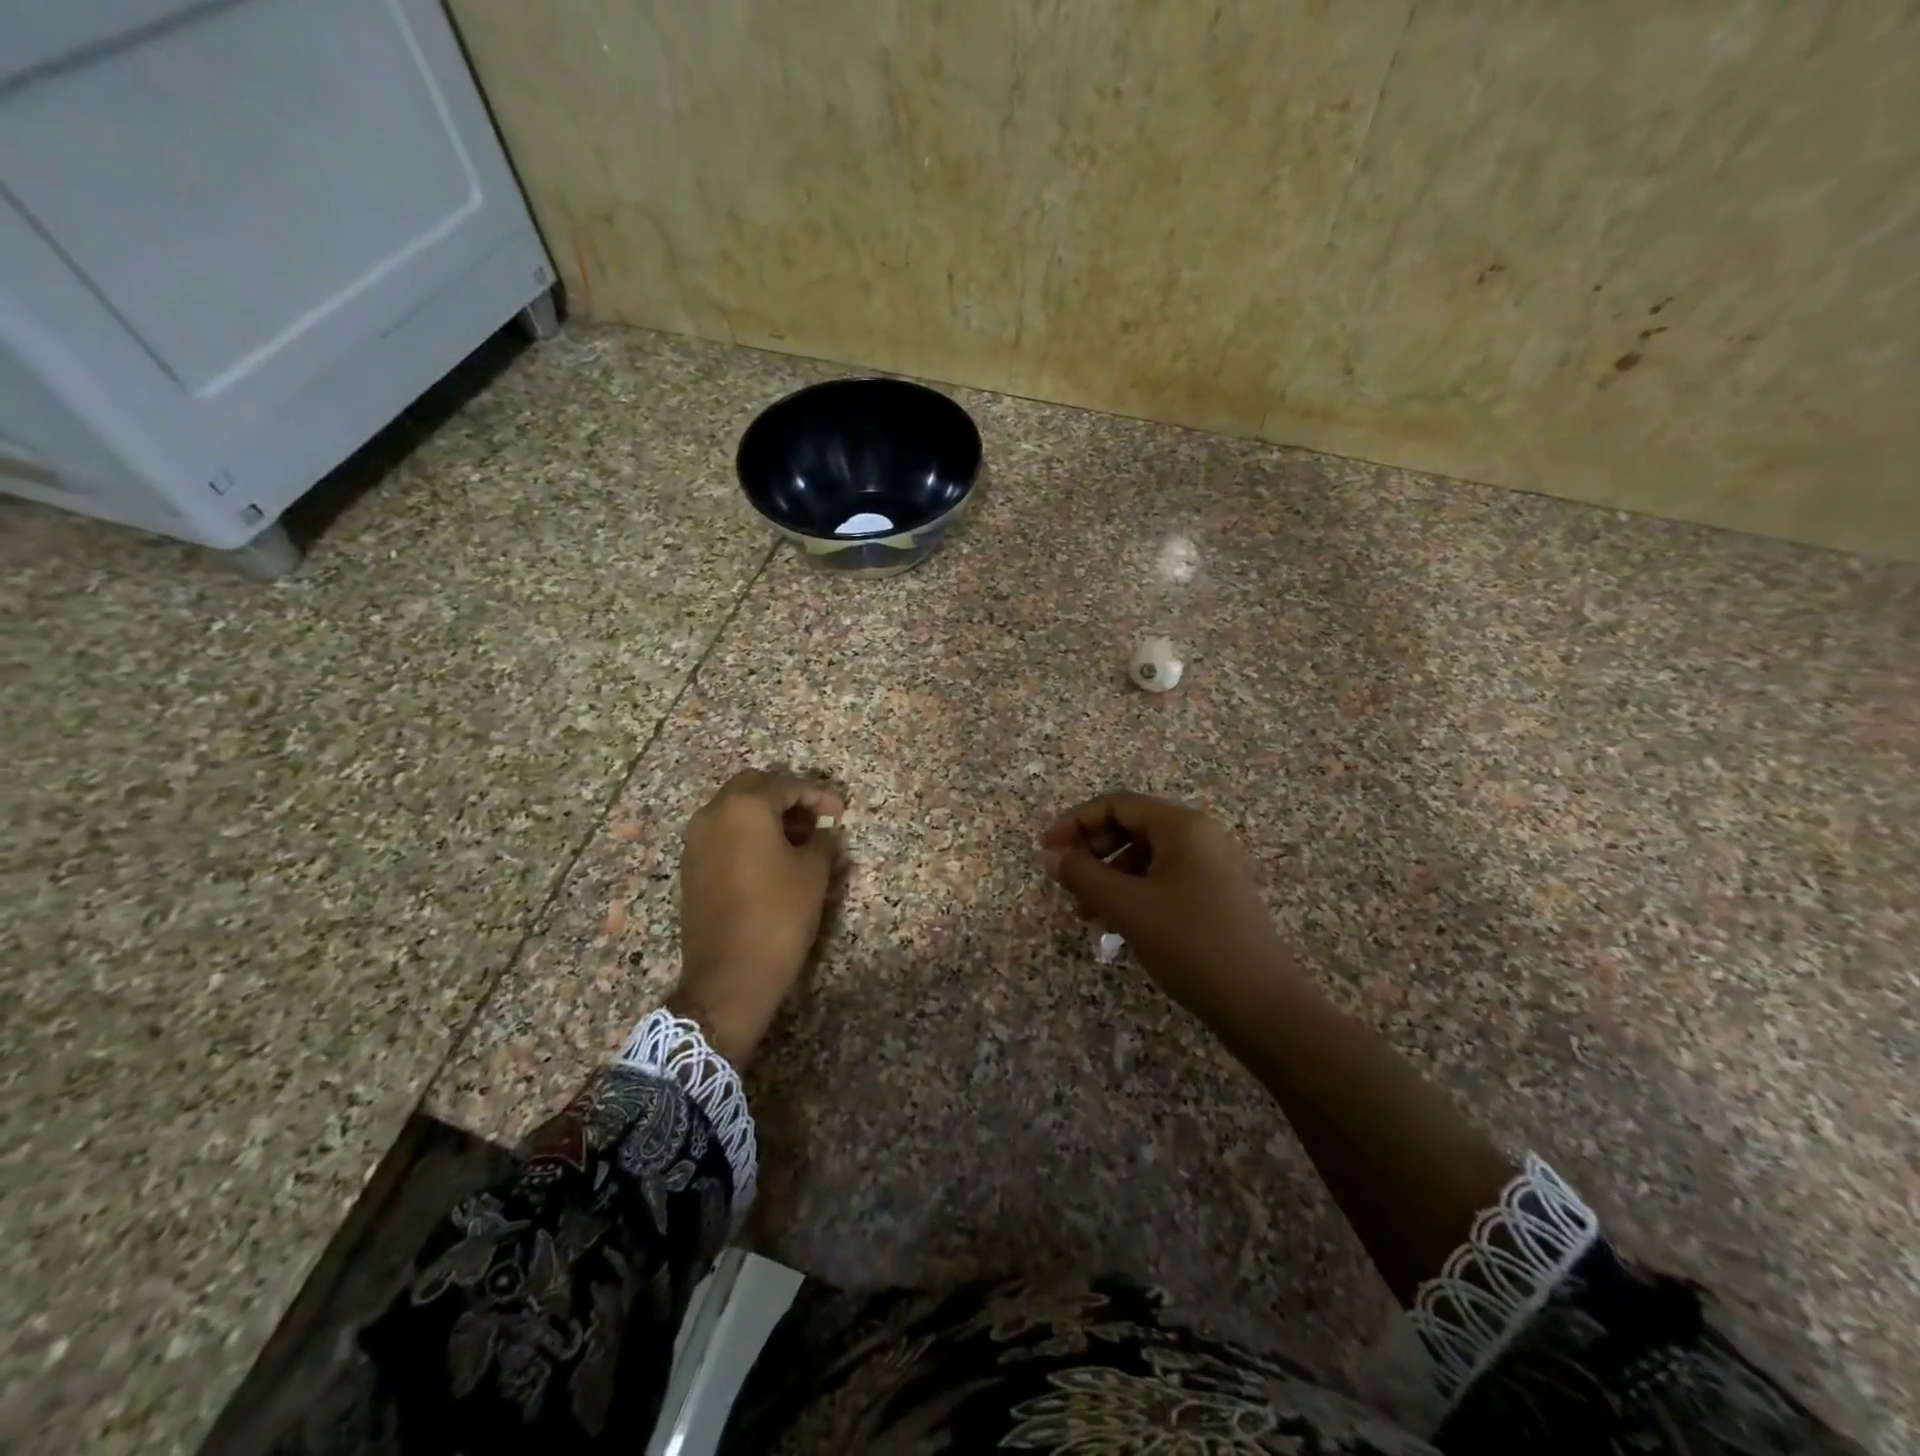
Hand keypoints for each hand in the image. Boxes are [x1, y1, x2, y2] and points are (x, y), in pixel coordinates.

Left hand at [670, 770, 843, 1066]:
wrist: (729, 975)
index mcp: (744, 807)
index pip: (786, 785)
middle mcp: (713, 814)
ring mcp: (696, 841)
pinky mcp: (691, 866)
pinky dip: (746, 833)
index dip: (818, 794)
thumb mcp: (813, 873)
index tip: (841, 811)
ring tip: (797, 838)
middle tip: (814, 817)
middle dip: (786, 796)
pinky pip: (722, 833)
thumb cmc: (778, 915)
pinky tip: (770, 857)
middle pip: (752, 786)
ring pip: (733, 809)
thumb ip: (821, 841)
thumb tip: (822, 833)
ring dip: (764, 814)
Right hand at [1039, 792, 1295, 1023]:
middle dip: (1092, 849)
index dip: (1075, 822)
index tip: (1045, 850)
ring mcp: (1212, 865)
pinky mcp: (1216, 893)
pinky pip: (1164, 876)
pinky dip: (1134, 890)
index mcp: (1183, 826)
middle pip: (1132, 825)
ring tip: (1087, 910)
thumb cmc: (1190, 943)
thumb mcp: (1128, 907)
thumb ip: (1082, 875)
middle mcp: (1200, 835)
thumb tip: (1047, 856)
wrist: (1261, 1004)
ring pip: (1146, 854)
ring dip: (1110, 873)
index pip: (1117, 805)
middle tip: (1066, 880)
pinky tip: (1117, 921)